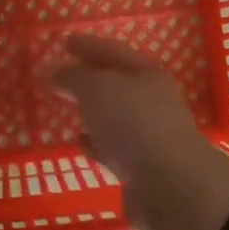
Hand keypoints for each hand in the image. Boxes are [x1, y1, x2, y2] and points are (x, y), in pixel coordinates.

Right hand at [54, 35, 228, 229]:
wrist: (170, 187)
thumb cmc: (134, 124)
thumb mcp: (98, 89)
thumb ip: (75, 77)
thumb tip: (58, 74)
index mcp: (147, 74)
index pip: (113, 51)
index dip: (88, 45)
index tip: (65, 41)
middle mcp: (152, 101)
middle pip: (116, 83)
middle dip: (89, 78)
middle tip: (61, 76)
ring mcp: (149, 135)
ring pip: (114, 116)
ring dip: (93, 112)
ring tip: (67, 108)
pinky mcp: (142, 167)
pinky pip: (113, 147)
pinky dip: (96, 142)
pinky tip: (79, 141)